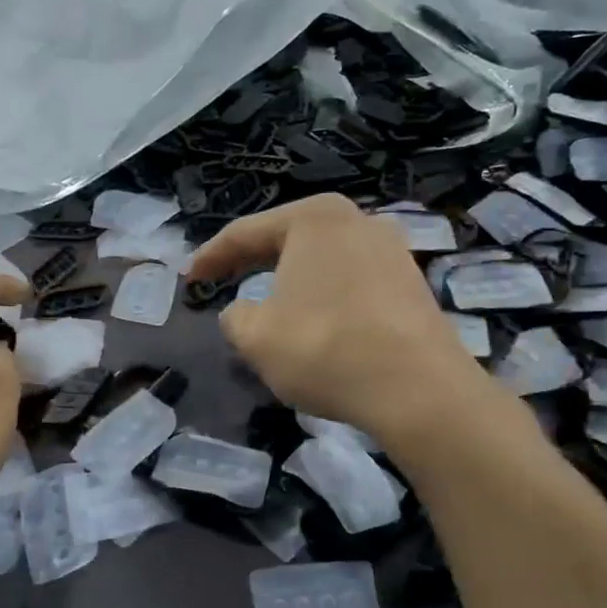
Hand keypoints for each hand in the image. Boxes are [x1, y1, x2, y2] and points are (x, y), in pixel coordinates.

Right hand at [187, 195, 503, 448]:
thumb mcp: (255, 336)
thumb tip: (242, 312)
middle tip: (220, 282)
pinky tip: (315, 321)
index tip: (188, 279)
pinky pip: (351, 281)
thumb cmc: (324, 348)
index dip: (210, 257)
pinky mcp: (412, 283)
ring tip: (267, 303)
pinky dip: (324, 296)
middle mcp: (356, 220)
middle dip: (250, 262)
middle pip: (287, 239)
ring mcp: (392, 250)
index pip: (245, 233)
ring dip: (290, 280)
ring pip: (322, 261)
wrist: (418, 389)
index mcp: (314, 218)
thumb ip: (235, 316)